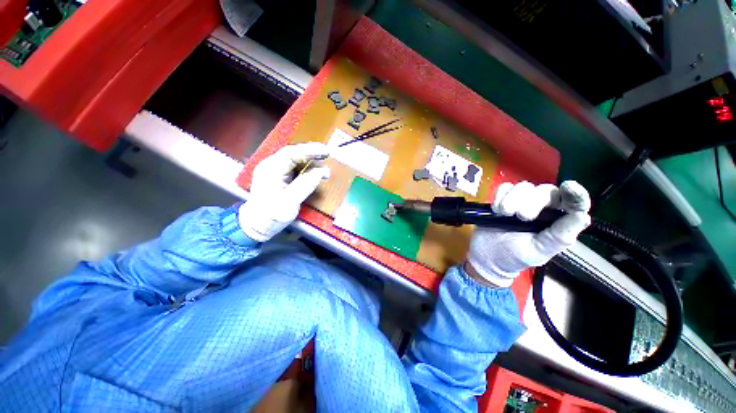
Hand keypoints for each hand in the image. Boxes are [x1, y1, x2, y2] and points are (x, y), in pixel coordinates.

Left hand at [239, 143, 330, 241]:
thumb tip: (320, 172)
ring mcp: (277, 171)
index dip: (309, 150)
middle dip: (312, 155)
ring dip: (312, 165)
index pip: (290, 153)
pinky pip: (297, 169)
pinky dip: (309, 171)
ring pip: (297, 161)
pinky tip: (317, 176)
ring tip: (325, 173)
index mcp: (270, 169)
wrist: (257, 225)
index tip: (325, 151)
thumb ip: (304, 186)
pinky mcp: (282, 177)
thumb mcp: (288, 202)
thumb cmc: (270, 215)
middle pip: (294, 154)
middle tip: (328, 157)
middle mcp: (272, 166)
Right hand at [466, 181, 590, 287]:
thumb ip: (560, 235)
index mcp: (557, 221)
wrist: (486, 255)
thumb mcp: (540, 250)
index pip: (573, 203)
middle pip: (545, 190)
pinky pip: (504, 187)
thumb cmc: (515, 256)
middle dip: (533, 202)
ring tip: (505, 214)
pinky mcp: (503, 198)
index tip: (569, 187)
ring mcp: (521, 201)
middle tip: (521, 217)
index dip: (575, 194)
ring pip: (524, 186)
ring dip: (513, 199)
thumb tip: (582, 217)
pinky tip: (497, 210)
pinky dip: (500, 196)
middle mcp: (542, 207)